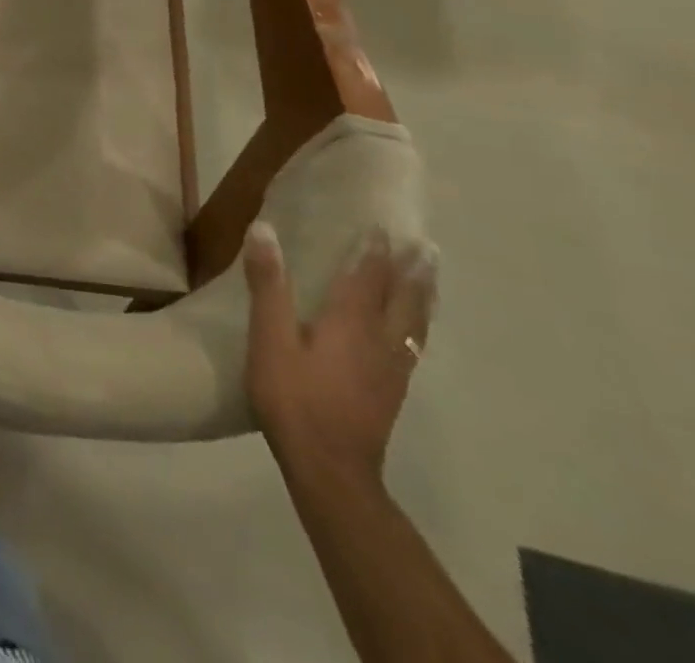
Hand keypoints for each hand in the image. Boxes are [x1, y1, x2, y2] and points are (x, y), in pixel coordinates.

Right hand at [243, 222, 437, 485]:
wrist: (331, 469)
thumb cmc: (294, 398)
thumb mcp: (269, 338)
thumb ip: (268, 284)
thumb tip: (264, 230)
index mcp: (350, 323)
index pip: (367, 277)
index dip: (374, 251)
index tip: (382, 226)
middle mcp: (380, 341)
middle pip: (404, 300)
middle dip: (413, 272)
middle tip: (425, 247)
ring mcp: (391, 370)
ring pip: (415, 325)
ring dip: (423, 297)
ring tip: (429, 280)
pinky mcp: (391, 392)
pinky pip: (413, 346)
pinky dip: (417, 326)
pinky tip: (412, 332)